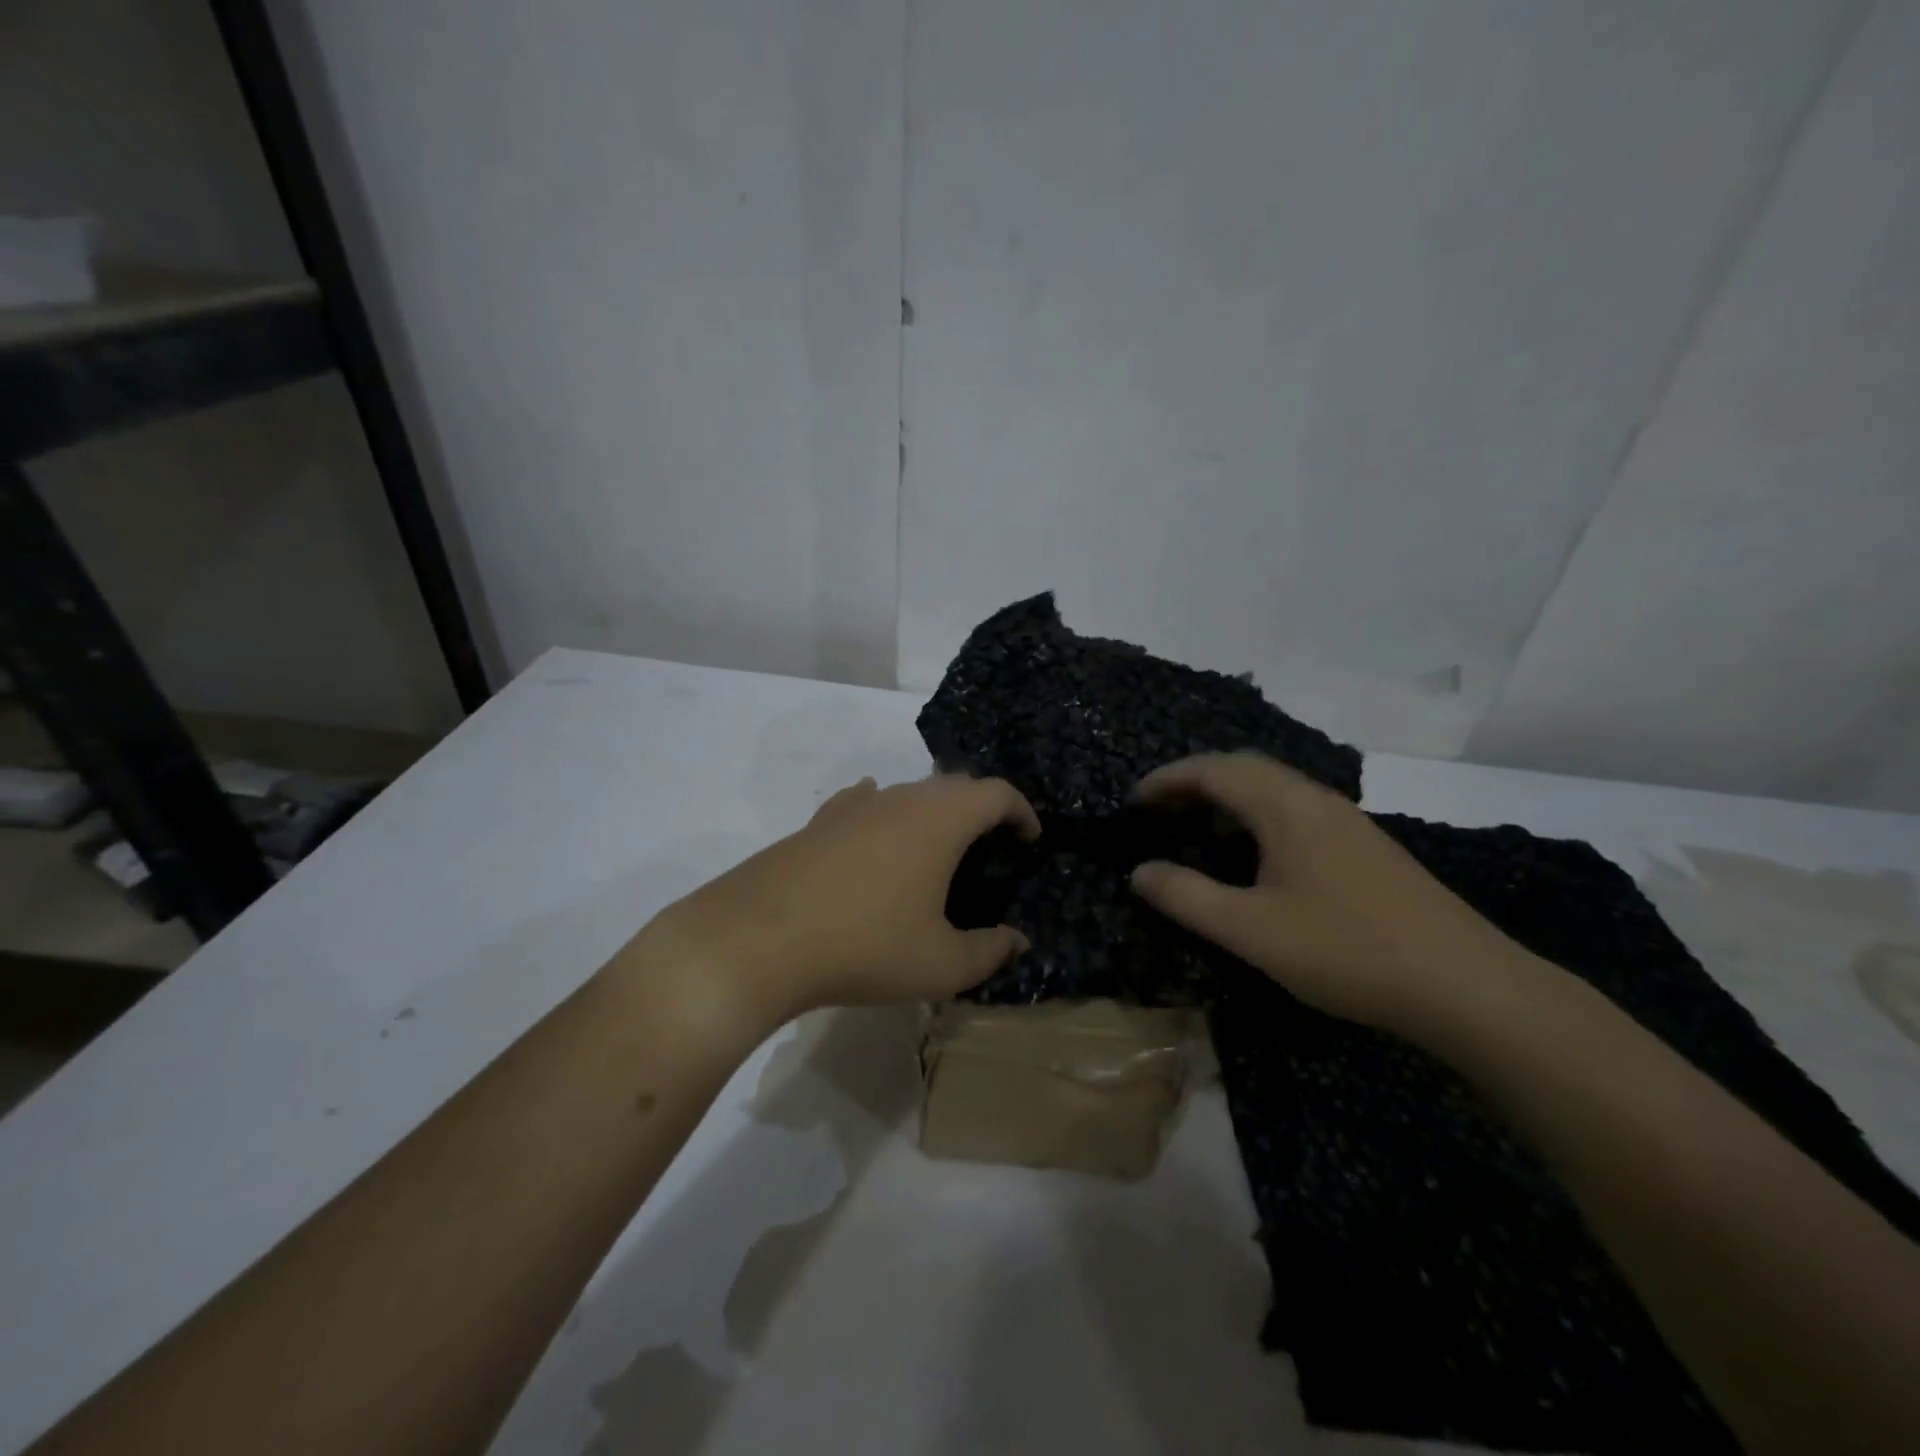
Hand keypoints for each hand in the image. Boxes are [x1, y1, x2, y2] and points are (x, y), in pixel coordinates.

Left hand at [644, 774, 1039, 1023]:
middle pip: (955, 787)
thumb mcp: (941, 964)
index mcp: (941, 819)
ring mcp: (855, 806)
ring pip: (909, 794)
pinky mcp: (819, 822)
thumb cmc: (866, 945)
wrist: (758, 938)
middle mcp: (901, 797)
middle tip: (992, 847)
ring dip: (934, 814)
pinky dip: (887, 815)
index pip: (997, 793)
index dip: (1022, 811)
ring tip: (939, 851)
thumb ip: (990, 951)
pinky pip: (866, 804)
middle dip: (982, 810)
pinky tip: (879, 834)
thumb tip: (1017, 941)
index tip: (1031, 839)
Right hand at [1128, 752, 1539, 1032]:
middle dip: (1195, 782)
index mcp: (1286, 808)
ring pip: (1274, 789)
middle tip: (1160, 812)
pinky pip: (1296, 811)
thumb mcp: (1251, 930)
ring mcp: (1347, 822)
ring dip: (1229, 799)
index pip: (1213, 770)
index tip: (1133, 802)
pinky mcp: (1366, 847)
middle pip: (1244, 768)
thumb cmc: (1347, 951)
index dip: (1167, 780)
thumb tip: (1140, 872)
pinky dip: (1258, 817)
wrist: (1466, 986)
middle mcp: (1316, 800)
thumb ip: (1187, 897)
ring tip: (1198, 831)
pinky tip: (1256, 858)